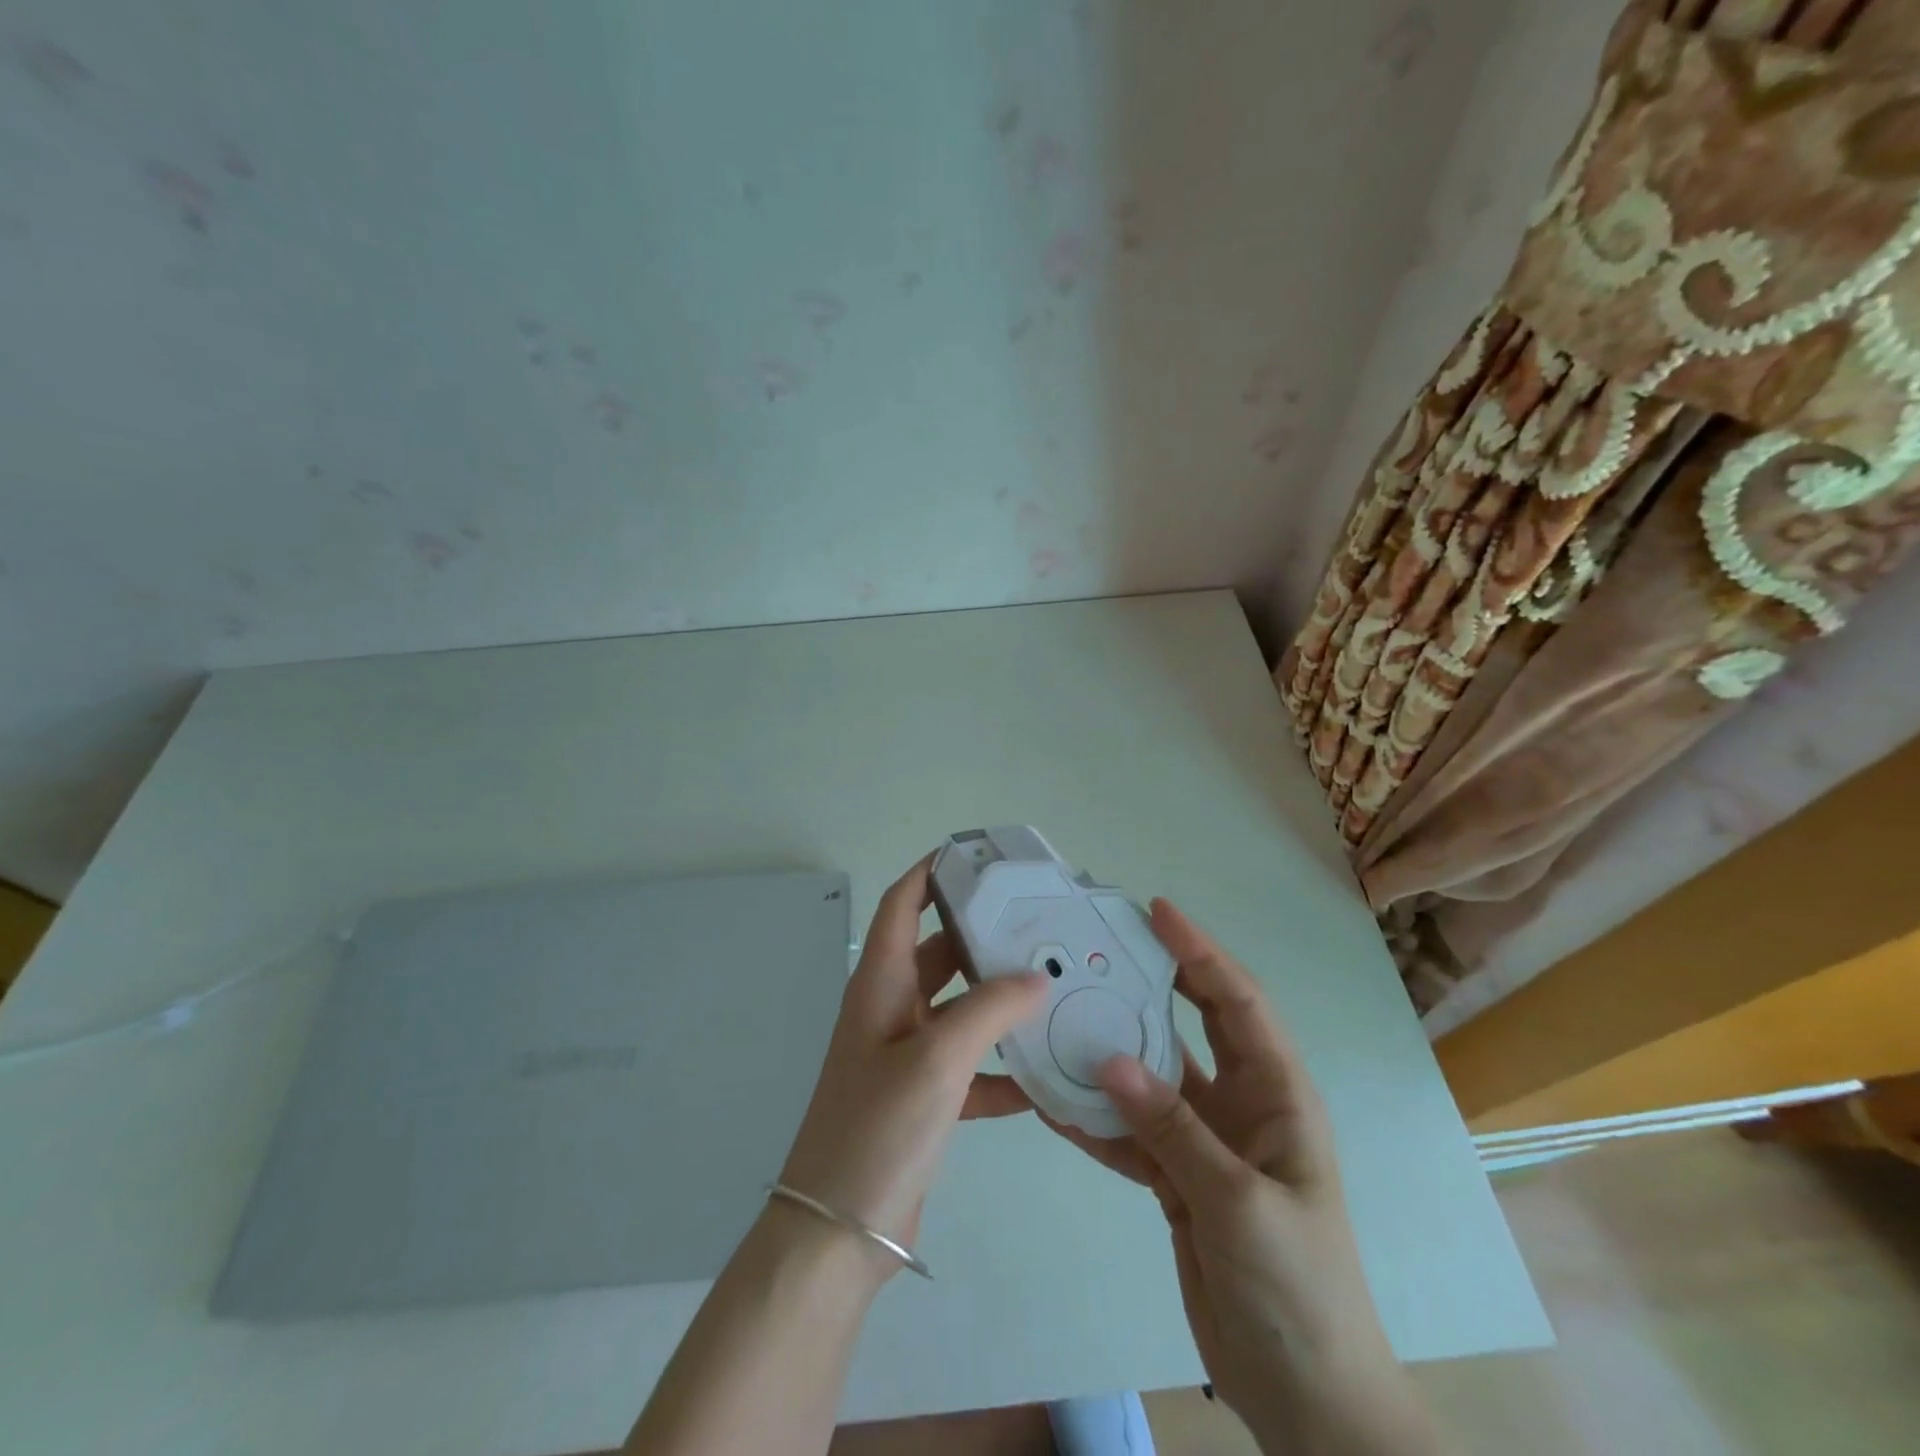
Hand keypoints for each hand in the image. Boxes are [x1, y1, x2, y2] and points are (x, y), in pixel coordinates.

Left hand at [777, 855, 1047, 1278]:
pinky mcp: (923, 1097)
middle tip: (1037, 921)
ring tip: (1054, 987)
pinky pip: (970, 1066)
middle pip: (939, 951)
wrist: (837, 1233)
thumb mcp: (937, 1059)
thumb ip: (989, 1011)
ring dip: (999, 1001)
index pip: (901, 903)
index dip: (930, 872)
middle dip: (982, 935)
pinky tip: (1044, 1075)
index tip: (974, 854)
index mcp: (880, 983)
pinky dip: (1001, 1066)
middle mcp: (891, 1009)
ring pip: (960, 1009)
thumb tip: (1035, 979)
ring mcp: (906, 1055)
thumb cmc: (878, 1127)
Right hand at [1040, 900, 1440, 1455]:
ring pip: (1153, 1077)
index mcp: (1278, 1095)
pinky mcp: (1179, 1178)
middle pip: (1194, 1024)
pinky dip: (1096, 1119)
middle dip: (1154, 980)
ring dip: (1112, 1051)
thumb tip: (1108, 1059)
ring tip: (1062, 1015)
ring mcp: (1207, 1141)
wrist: (1304, 1397)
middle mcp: (1242, 1105)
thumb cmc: (1298, 1289)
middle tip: (1102, 946)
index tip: (1157, 912)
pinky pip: (1132, 1133)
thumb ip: (1173, 1128)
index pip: (1237, 1002)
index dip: (1200, 953)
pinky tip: (1054, 1103)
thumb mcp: (1239, 1204)